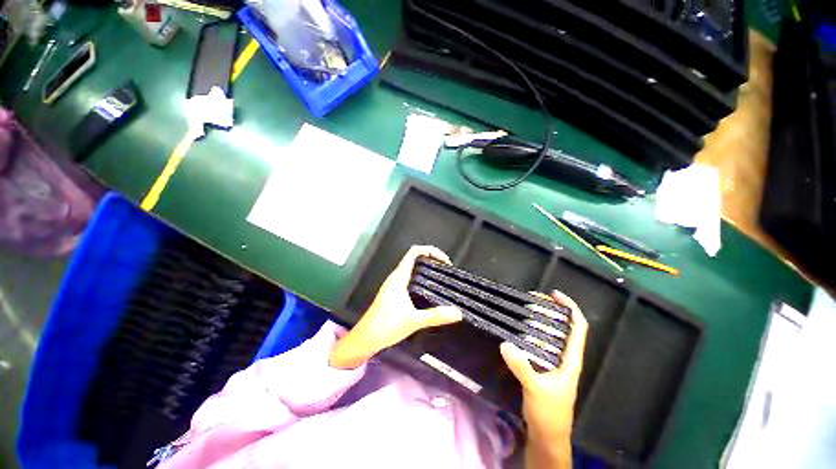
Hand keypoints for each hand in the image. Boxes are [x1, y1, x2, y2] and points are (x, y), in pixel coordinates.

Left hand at [329, 246, 462, 368]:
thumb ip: (436, 316)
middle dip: (433, 263)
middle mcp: (395, 279)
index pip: (414, 252)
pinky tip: (431, 298)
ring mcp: (393, 288)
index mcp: (399, 278)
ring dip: (428, 274)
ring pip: (413, 273)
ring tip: (444, 285)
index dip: (431, 251)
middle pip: (415, 261)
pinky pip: (410, 283)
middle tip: (449, 275)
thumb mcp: (413, 321)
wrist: (366, 339)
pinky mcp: (393, 298)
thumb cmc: (386, 326)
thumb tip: (458, 312)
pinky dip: (422, 285)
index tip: (446, 263)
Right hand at [500, 290, 587, 468]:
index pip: (578, 327)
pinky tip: (522, 345)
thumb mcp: (534, 387)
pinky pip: (545, 355)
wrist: (548, 436)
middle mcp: (568, 362)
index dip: (570, 307)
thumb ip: (521, 366)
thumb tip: (506, 343)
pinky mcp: (549, 380)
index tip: (554, 295)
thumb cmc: (548, 411)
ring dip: (545, 330)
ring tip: (528, 319)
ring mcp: (559, 372)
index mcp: (572, 361)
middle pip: (567, 332)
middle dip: (554, 315)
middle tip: (535, 304)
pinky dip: (537, 345)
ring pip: (555, 344)